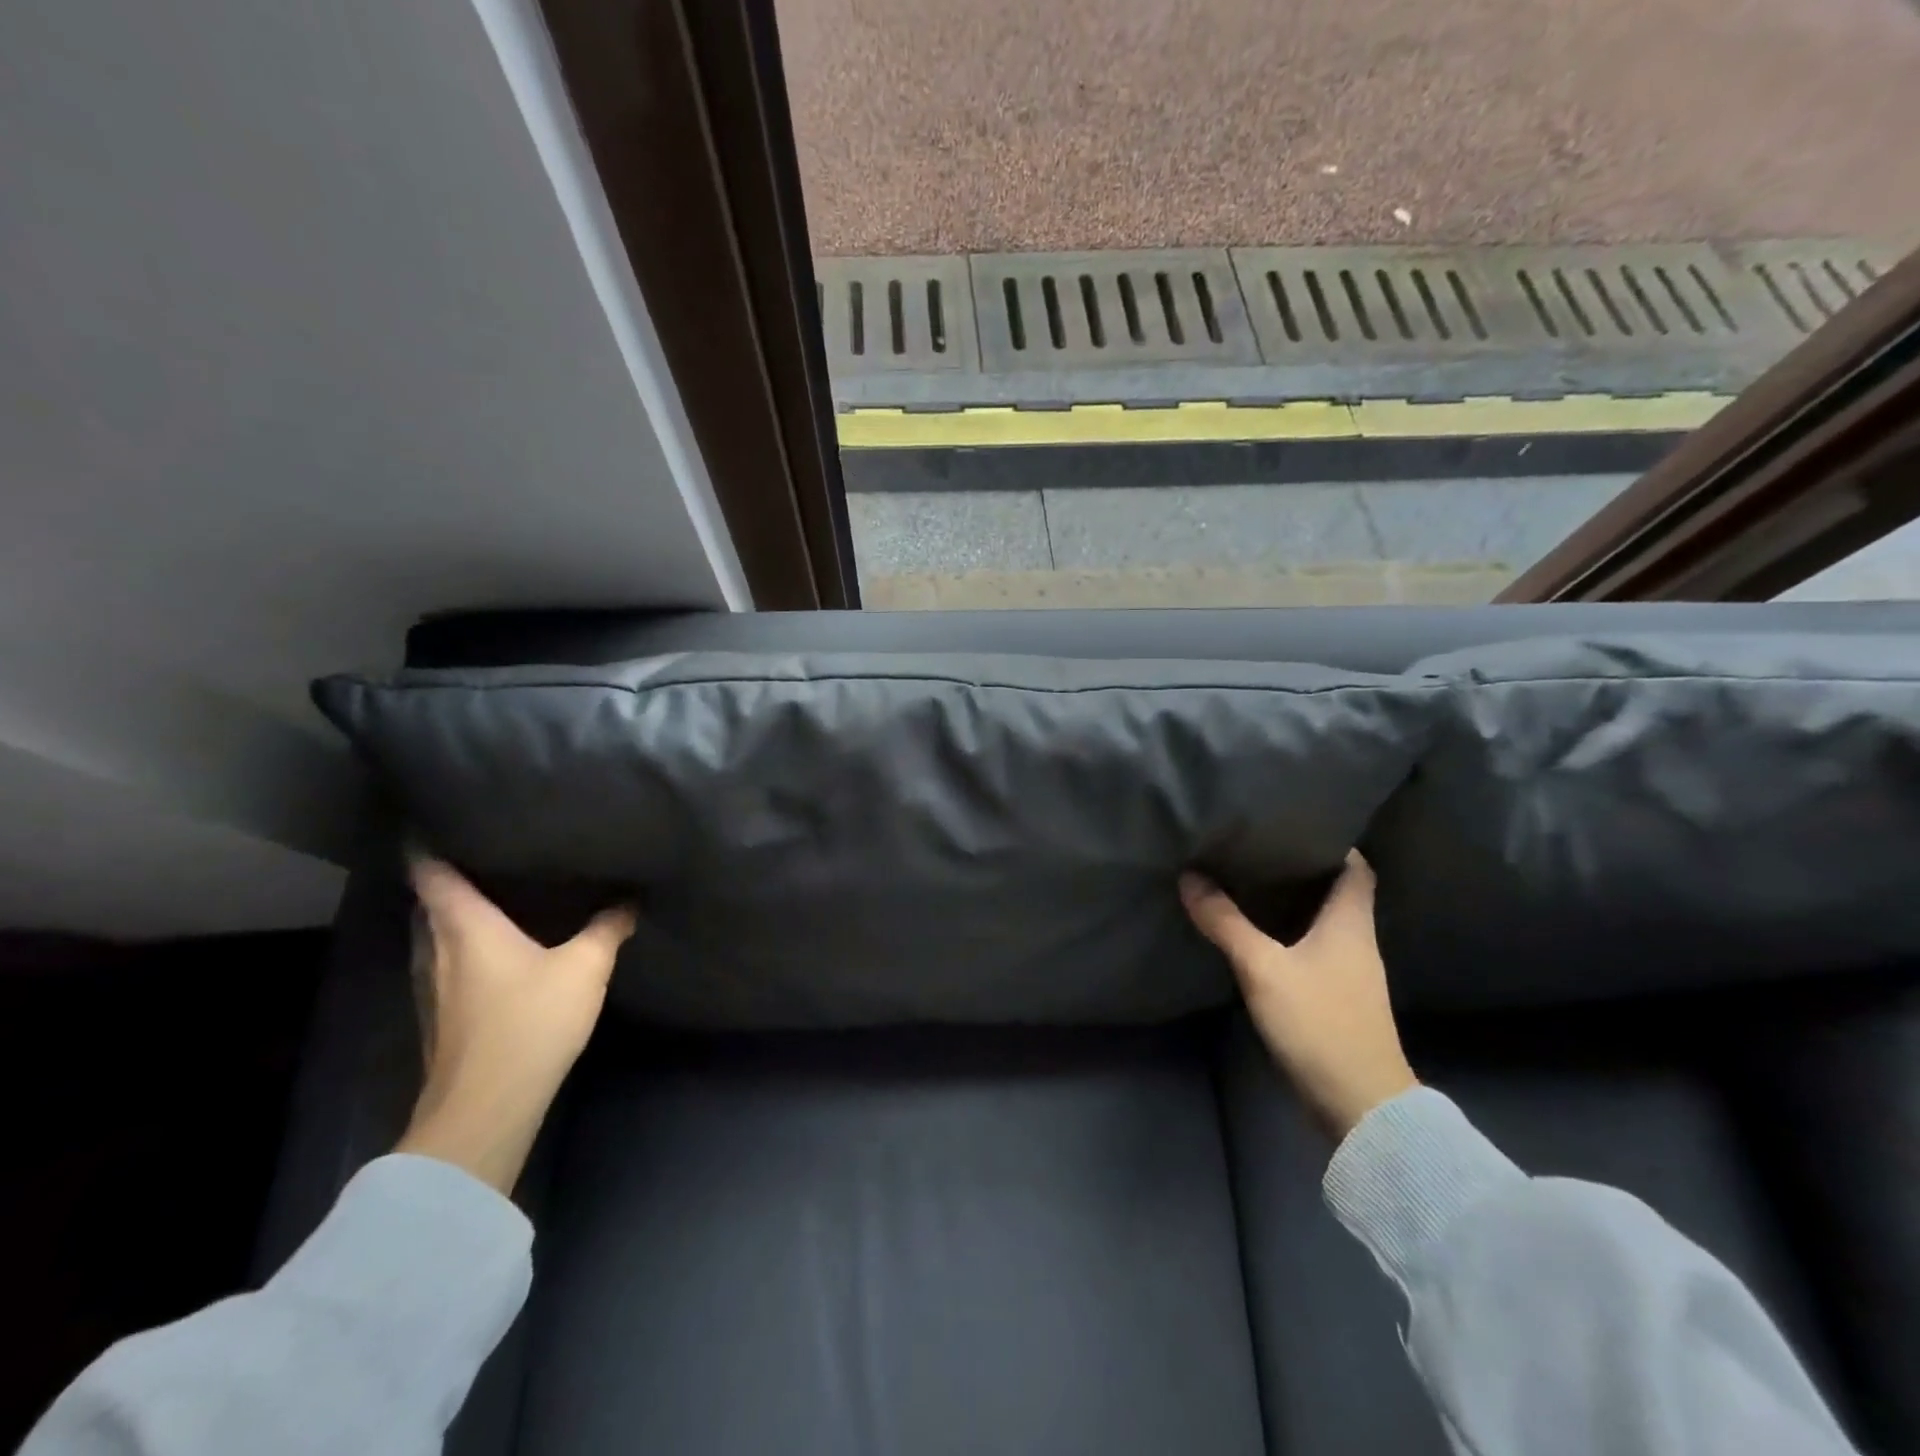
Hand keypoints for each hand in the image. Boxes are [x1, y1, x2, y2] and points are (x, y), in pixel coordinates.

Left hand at [396, 857, 635, 1193]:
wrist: (486, 1106)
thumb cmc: (530, 1021)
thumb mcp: (585, 968)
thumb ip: (609, 928)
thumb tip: (629, 899)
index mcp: (464, 925)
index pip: (430, 870)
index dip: (426, 840)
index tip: (435, 815)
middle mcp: (436, 947)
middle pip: (427, 900)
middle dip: (447, 874)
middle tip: (483, 849)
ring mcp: (430, 984)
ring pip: (433, 932)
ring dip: (452, 912)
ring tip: (490, 892)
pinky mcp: (438, 1014)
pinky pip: (443, 960)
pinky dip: (459, 943)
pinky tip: (491, 949)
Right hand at [1181, 851, 1414, 1139]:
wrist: (1360, 1105)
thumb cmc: (1319, 1023)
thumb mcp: (1264, 968)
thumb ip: (1226, 922)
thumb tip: (1190, 877)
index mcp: (1352, 922)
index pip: (1356, 867)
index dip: (1333, 841)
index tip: (1296, 823)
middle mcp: (1358, 941)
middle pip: (1337, 891)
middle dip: (1302, 868)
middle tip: (1257, 847)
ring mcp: (1350, 973)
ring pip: (1324, 921)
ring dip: (1294, 902)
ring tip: (1250, 881)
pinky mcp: (1337, 999)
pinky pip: (1314, 949)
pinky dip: (1290, 934)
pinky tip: (1259, 934)